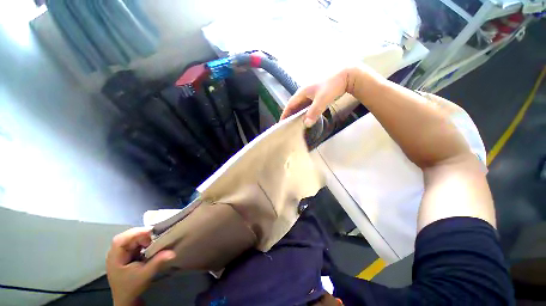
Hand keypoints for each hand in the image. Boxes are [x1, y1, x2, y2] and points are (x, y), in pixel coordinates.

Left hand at [106, 227, 175, 305]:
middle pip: (127, 236)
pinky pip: (135, 243)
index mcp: (115, 257)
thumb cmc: (132, 287)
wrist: (127, 299)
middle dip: (142, 234)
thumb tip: (172, 252)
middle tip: (155, 237)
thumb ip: (157, 262)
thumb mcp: (145, 275)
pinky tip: (150, 245)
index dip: (136, 233)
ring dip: (143, 237)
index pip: (121, 239)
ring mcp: (120, 253)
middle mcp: (116, 252)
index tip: (151, 234)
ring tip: (154, 240)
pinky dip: (143, 241)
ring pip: (132, 238)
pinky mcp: (126, 254)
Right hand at [280, 67, 364, 126]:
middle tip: (287, 126)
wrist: (345, 76)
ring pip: (300, 106)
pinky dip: (304, 112)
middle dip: (290, 115)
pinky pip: (306, 106)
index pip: (290, 104)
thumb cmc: (332, 86)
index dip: (285, 114)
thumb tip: (306, 124)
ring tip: (294, 124)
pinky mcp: (315, 96)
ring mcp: (310, 94)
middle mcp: (304, 93)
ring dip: (297, 114)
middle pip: (294, 106)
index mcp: (302, 92)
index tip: (281, 123)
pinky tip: (305, 118)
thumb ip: (314, 112)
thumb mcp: (322, 100)